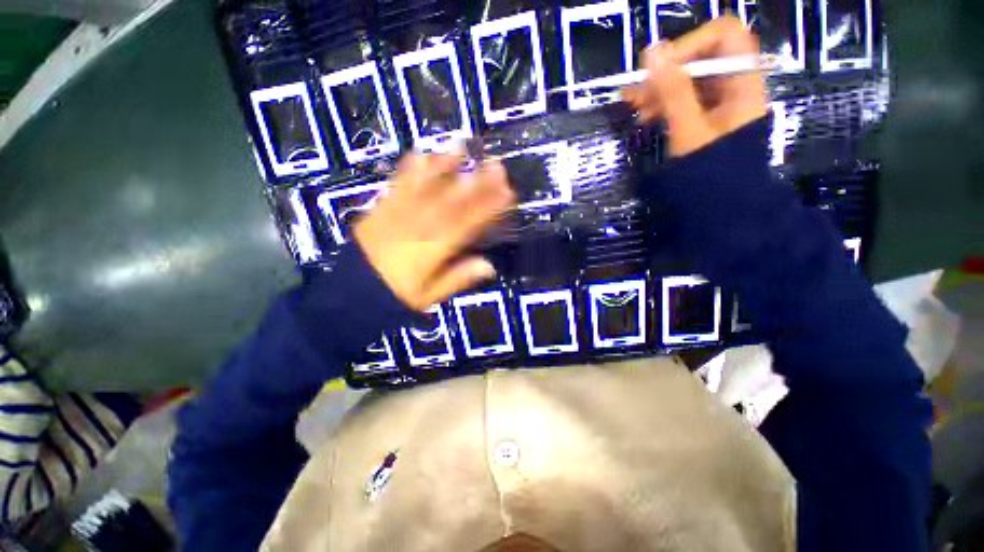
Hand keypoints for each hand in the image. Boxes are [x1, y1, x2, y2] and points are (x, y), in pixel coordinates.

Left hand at [354, 153, 514, 310]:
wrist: (351, 290)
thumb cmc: (394, 295)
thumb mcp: (428, 296)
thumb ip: (458, 279)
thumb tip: (489, 266)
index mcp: (432, 250)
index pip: (467, 224)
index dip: (489, 207)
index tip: (507, 193)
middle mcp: (418, 227)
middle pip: (452, 201)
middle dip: (477, 182)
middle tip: (496, 164)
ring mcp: (398, 214)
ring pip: (427, 188)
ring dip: (445, 166)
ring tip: (461, 147)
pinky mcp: (382, 208)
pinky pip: (398, 185)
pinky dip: (411, 169)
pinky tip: (422, 154)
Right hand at [623, 16, 767, 157]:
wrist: (720, 204)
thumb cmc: (710, 171)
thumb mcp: (689, 131)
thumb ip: (673, 91)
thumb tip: (653, 52)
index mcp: (742, 81)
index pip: (721, 36)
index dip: (689, 45)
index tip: (658, 70)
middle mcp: (733, 84)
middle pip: (701, 57)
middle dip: (666, 71)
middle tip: (635, 91)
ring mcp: (720, 100)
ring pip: (688, 79)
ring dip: (659, 88)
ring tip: (634, 106)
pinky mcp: (706, 115)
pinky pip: (683, 98)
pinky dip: (663, 103)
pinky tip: (645, 115)